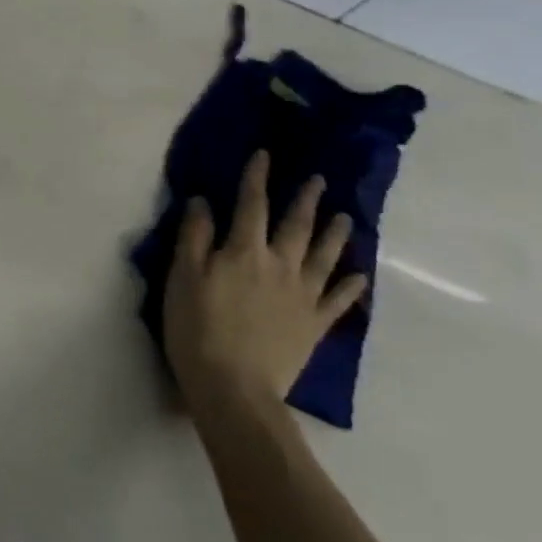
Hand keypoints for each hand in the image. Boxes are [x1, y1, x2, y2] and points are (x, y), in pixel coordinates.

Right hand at [163, 151, 365, 417]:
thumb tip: (203, 202)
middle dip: (305, 200)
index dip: (257, 178)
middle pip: (295, 226)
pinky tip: (359, 275)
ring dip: (335, 235)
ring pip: (323, 257)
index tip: (265, 155)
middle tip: (319, 180)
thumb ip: (194, 237)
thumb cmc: (197, 327)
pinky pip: (337, 300)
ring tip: (345, 217)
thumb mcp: (182, 277)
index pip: (251, 205)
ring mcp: (301, 296)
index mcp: (243, 251)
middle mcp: (279, 266)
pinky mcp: (313, 325)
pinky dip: (350, 286)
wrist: (234, 386)